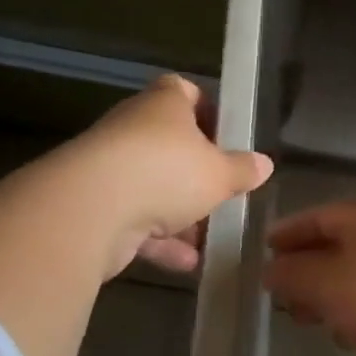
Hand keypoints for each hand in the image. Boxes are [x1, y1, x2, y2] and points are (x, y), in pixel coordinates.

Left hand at [56, 74, 272, 277]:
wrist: (91, 208)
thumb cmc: (167, 171)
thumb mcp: (219, 173)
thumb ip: (242, 170)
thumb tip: (264, 164)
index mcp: (163, 104)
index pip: (184, 92)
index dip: (206, 110)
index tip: (226, 136)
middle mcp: (133, 128)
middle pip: (168, 144)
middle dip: (195, 171)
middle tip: (221, 190)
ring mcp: (109, 167)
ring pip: (151, 186)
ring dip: (178, 213)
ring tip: (209, 236)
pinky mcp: (93, 205)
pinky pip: (133, 220)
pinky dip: (158, 240)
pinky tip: (187, 263)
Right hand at [265, 199, 355, 355]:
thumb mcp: (329, 284)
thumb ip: (295, 275)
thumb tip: (271, 269)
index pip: (321, 216)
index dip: (290, 233)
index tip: (264, 250)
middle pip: (344, 243)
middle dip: (310, 268)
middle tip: (283, 294)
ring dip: (335, 293)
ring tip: (311, 319)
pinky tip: (352, 334)